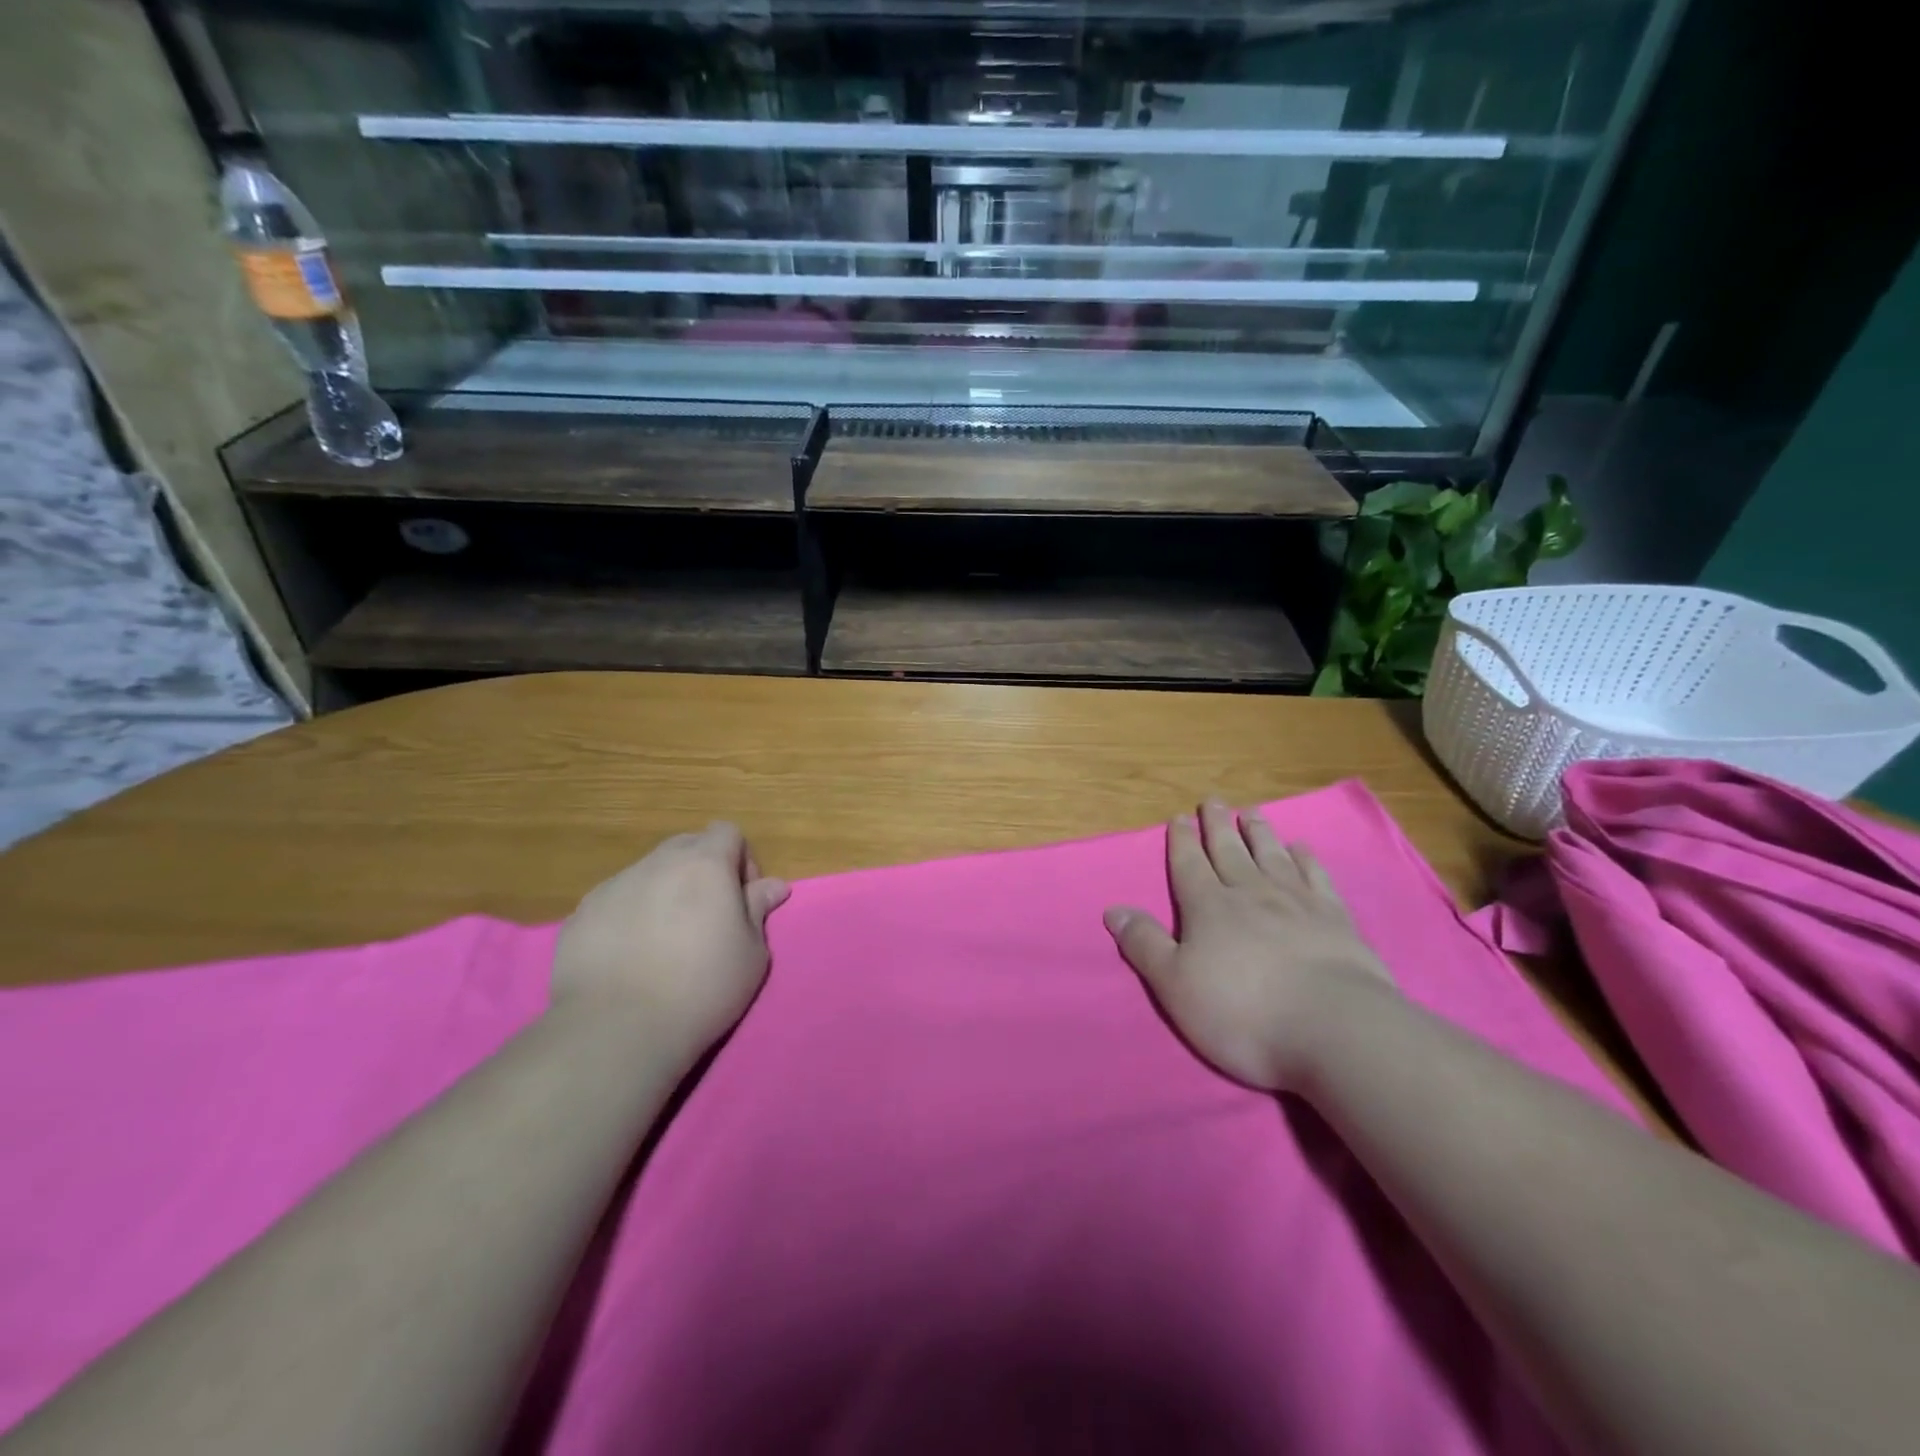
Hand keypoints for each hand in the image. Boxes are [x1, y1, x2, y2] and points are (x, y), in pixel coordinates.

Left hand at [551, 822, 789, 1062]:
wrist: (618, 1029)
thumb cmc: (702, 987)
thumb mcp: (751, 953)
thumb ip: (758, 909)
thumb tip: (774, 885)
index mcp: (704, 864)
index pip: (727, 832)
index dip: (740, 859)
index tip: (741, 898)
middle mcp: (657, 863)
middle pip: (686, 846)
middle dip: (701, 870)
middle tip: (707, 917)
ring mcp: (613, 886)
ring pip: (648, 873)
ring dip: (664, 892)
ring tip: (664, 942)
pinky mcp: (580, 915)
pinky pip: (615, 901)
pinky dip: (628, 916)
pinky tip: (629, 958)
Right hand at [1105, 800, 1397, 1091]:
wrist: (1333, 1028)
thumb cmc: (1242, 1011)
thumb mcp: (1175, 985)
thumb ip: (1145, 945)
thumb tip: (1113, 909)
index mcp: (1208, 908)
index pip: (1189, 865)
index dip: (1181, 841)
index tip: (1179, 817)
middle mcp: (1250, 893)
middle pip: (1229, 851)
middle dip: (1217, 826)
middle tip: (1214, 801)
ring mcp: (1296, 902)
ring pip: (1271, 855)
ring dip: (1259, 832)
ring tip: (1252, 812)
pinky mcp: (1335, 919)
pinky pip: (1316, 876)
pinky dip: (1306, 859)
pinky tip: (1301, 848)